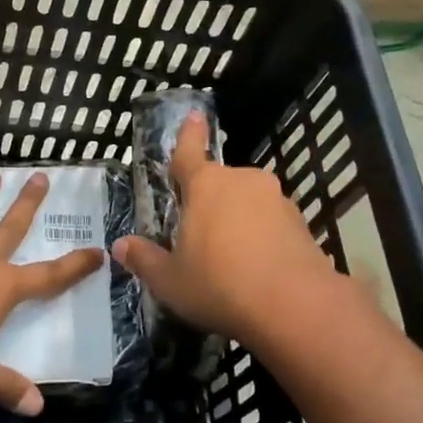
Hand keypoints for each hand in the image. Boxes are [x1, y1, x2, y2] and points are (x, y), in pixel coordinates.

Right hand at [112, 113, 340, 349]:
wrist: (296, 307)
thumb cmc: (220, 285)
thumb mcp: (170, 280)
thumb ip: (145, 260)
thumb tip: (121, 246)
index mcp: (205, 185)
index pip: (189, 152)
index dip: (189, 134)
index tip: (195, 115)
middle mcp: (242, 181)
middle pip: (219, 184)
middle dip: (208, 203)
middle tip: (198, 237)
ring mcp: (277, 200)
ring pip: (247, 203)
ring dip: (237, 221)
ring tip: (230, 261)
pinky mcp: (301, 223)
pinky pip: (271, 223)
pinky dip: (262, 237)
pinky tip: (257, 270)